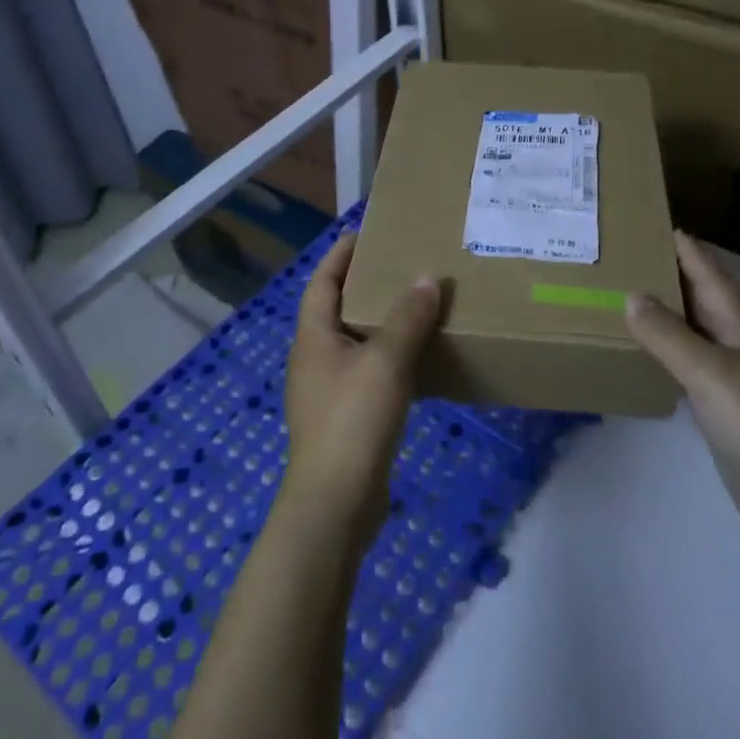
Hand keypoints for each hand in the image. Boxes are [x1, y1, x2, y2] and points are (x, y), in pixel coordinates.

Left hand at [280, 233, 440, 540]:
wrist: (336, 504)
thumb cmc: (353, 421)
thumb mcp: (385, 362)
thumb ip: (407, 318)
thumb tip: (426, 278)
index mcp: (313, 338)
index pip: (322, 282)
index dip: (340, 256)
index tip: (364, 234)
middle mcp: (315, 359)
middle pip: (337, 310)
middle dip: (364, 286)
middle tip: (401, 266)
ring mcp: (328, 391)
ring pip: (355, 343)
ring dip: (380, 323)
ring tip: (415, 306)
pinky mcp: (345, 418)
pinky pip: (368, 373)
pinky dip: (389, 358)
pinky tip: (418, 360)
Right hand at [627, 231, 739, 563]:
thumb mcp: (711, 372)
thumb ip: (669, 335)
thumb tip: (631, 295)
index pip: (710, 275)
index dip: (687, 249)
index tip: (654, 223)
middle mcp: (738, 345)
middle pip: (701, 300)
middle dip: (670, 275)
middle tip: (627, 255)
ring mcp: (734, 380)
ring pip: (695, 333)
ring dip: (666, 314)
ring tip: (626, 296)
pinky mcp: (726, 412)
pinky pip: (690, 368)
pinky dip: (667, 354)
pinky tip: (646, 354)